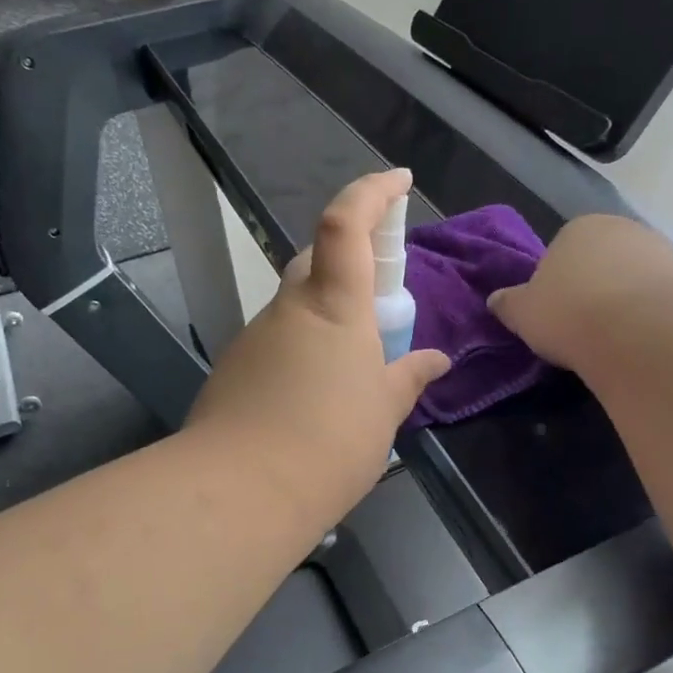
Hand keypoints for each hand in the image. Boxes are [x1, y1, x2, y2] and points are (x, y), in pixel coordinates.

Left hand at [187, 169, 450, 520]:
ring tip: (353, 371)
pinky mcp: (234, 369)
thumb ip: (409, 377)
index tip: (398, 180)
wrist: (241, 492)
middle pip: (316, 261)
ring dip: (326, 319)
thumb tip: (437, 360)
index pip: (345, 224)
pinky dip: (301, 353)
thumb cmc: (331, 443)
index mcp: (335, 307)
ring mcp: (255, 337)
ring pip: (296, 307)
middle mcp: (290, 309)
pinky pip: (278, 343)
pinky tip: (314, 399)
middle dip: (350, 264)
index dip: (371, 192)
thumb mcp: (383, 412)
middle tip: (380, 304)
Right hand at [487, 213, 672, 369]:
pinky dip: (655, 316)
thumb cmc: (571, 313)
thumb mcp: (523, 313)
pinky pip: (664, 298)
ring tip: (617, 342)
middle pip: (602, 261)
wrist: (645, 330)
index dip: (556, 284)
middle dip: (595, 289)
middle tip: (585, 329)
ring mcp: (663, 250)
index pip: (561, 251)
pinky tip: (647, 342)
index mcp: (578, 228)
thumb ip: (508, 304)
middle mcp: (622, 228)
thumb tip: (496, 300)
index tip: (556, 315)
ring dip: (627, 302)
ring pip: (636, 278)